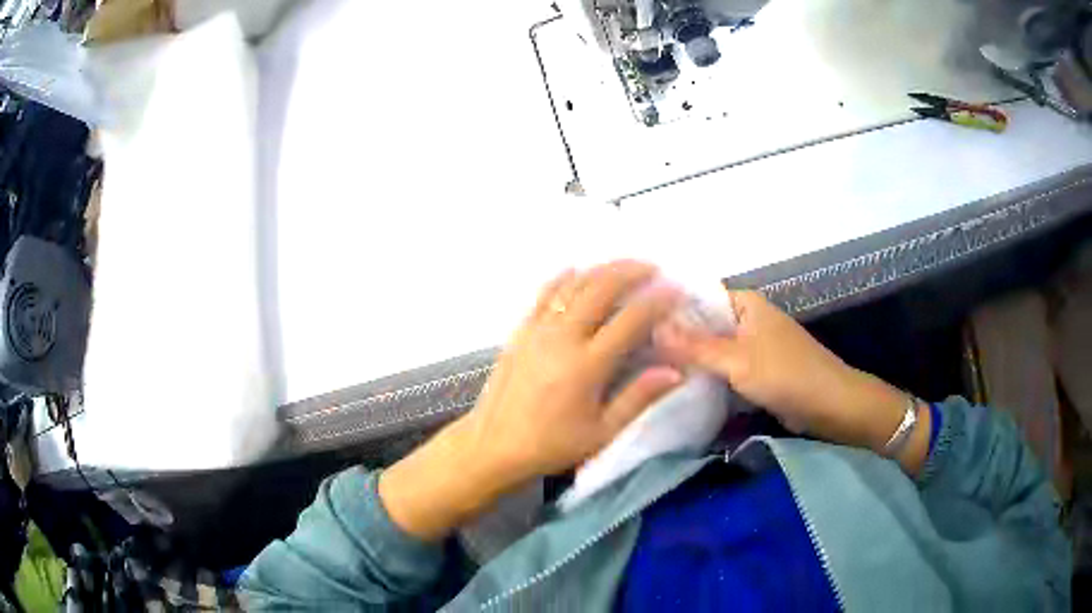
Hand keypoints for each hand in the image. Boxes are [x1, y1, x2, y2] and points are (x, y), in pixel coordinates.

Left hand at [462, 260, 683, 481]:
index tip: (676, 290)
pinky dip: (563, 278)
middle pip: (600, 289)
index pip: (630, 321)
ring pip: (572, 285)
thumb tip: (676, 371)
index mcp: (586, 366)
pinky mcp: (520, 331)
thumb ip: (638, 398)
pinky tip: (576, 270)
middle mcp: (561, 338)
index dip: (657, 301)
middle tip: (653, 268)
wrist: (494, 445)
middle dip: (630, 272)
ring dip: (601, 269)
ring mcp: (537, 330)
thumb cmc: (551, 445)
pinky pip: (544, 294)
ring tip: (623, 266)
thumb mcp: (601, 433)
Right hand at [654, 290, 928, 472]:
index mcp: (745, 304)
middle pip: (703, 322)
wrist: (830, 405)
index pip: (698, 295)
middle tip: (632, 348)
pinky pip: (724, 367)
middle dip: (674, 335)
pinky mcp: (756, 370)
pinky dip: (706, 374)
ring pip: (712, 347)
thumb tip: (652, 327)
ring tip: (645, 366)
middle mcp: (747, 319)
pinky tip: (677, 383)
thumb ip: (695, 345)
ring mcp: (752, 346)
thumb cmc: (787, 374)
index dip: (668, 306)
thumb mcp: (738, 361)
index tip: (633, 319)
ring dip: (689, 357)